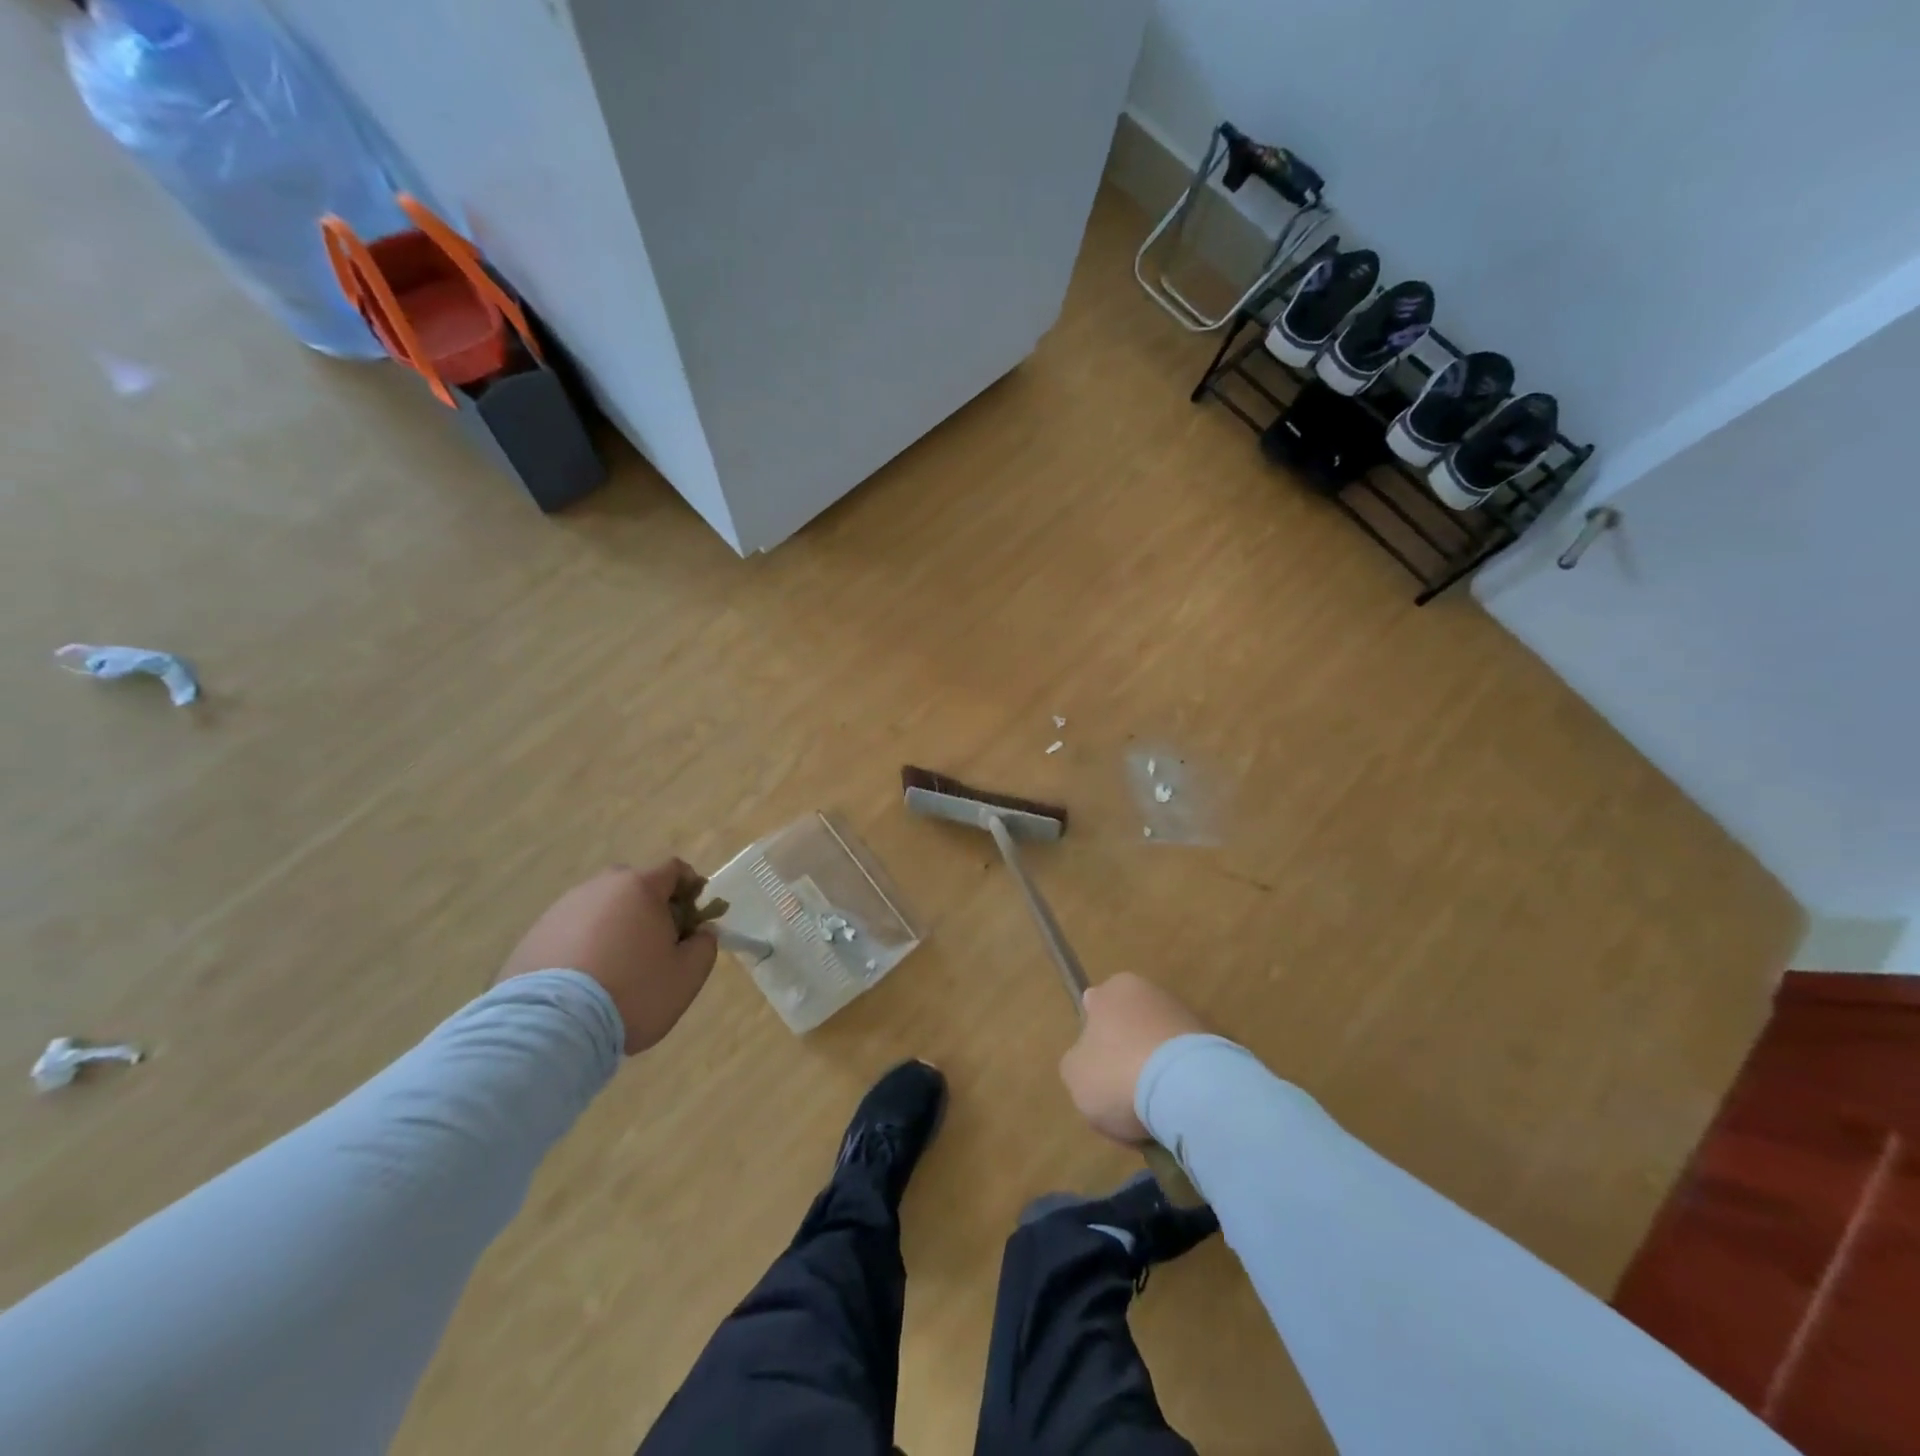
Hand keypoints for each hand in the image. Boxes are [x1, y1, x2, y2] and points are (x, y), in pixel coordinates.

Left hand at [497, 861, 717, 1054]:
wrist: (551, 1027)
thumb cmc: (632, 992)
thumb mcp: (687, 975)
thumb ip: (704, 946)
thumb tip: (701, 932)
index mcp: (639, 888)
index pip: (673, 869)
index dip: (690, 887)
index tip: (696, 913)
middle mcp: (599, 888)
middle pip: (633, 885)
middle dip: (650, 906)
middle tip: (658, 941)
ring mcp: (561, 910)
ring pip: (599, 908)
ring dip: (614, 926)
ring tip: (617, 966)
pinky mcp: (532, 936)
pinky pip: (570, 931)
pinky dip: (583, 945)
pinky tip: (586, 979)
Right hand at [1059, 973, 1206, 1143]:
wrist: (1189, 1090)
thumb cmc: (1117, 1072)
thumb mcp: (1073, 1073)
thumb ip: (1078, 1061)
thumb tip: (1091, 1061)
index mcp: (1114, 988)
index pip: (1095, 1008)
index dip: (1092, 1040)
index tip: (1095, 1071)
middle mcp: (1152, 992)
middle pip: (1130, 1030)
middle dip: (1126, 1059)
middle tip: (1120, 1098)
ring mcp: (1187, 1017)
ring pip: (1159, 1051)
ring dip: (1155, 1077)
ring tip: (1151, 1117)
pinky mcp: (1216, 1046)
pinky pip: (1186, 1070)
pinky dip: (1181, 1089)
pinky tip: (1175, 1116)